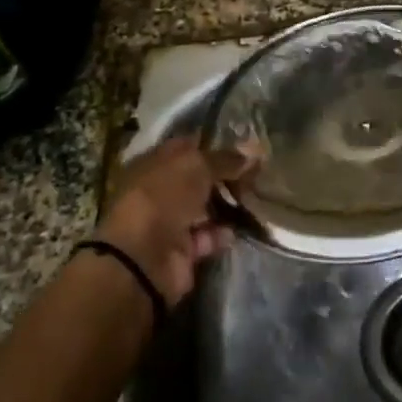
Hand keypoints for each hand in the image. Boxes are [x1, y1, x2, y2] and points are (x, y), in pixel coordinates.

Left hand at [94, 139, 248, 306]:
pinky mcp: (182, 250)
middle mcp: (160, 190)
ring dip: (228, 204)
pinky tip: (237, 227)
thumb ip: (226, 159)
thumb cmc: (164, 197)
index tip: (245, 145)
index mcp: (154, 163)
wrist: (144, 257)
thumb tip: (254, 152)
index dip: (214, 144)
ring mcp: (170, 221)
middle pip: (198, 178)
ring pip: (205, 208)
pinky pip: (208, 236)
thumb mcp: (197, 166)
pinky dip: (222, 233)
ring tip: (256, 197)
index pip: (187, 147)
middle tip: (257, 171)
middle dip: (226, 175)